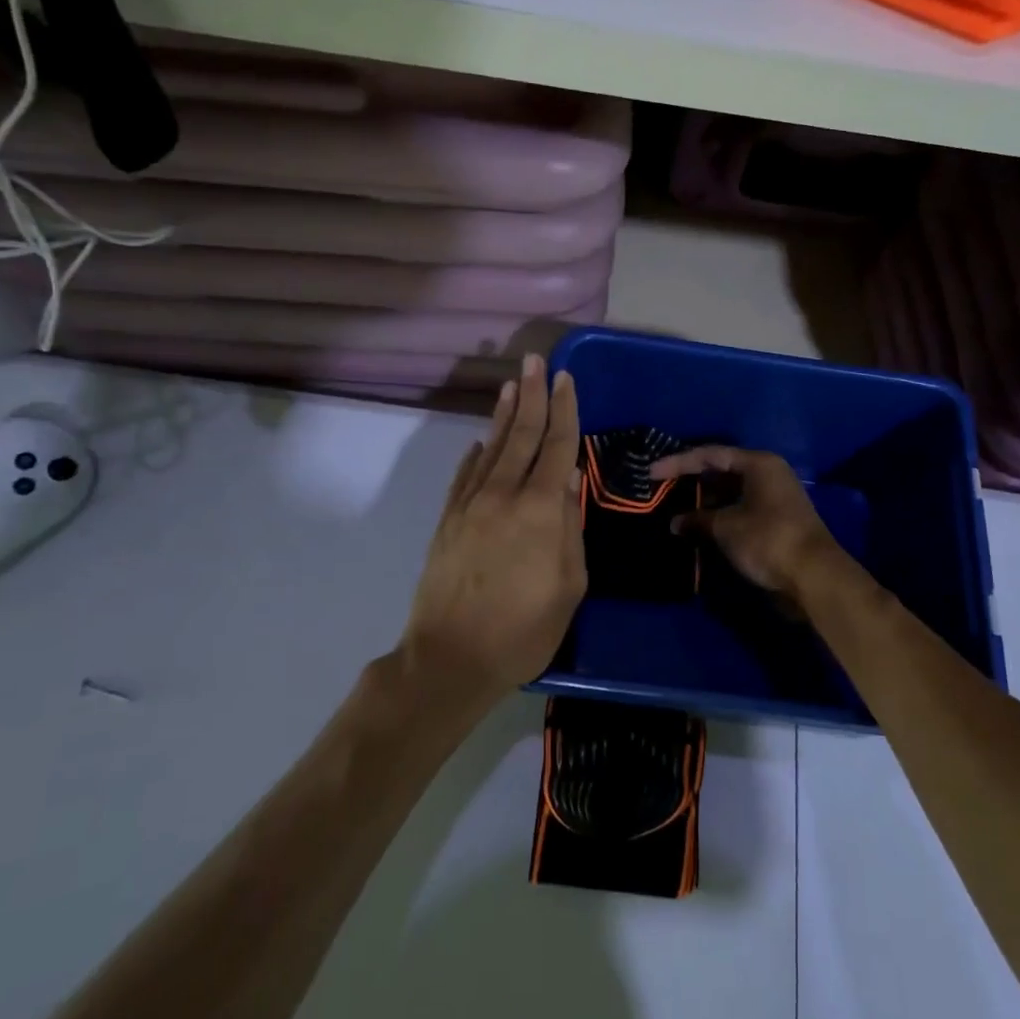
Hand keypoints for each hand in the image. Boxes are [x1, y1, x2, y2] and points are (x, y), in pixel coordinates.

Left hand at [402, 356, 585, 698]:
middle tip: (536, 359)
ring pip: (491, 447)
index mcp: (541, 509)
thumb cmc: (523, 629)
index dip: (564, 410)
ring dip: (504, 414)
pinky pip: (465, 475)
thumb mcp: (569, 586)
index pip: (557, 446)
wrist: (450, 659)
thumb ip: (570, 528)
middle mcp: (504, 495)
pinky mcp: (448, 520)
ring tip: (511, 384)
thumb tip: (569, 482)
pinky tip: (480, 440)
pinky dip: (476, 453)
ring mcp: (470, 505)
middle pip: (521, 434)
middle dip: (532, 394)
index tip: (566, 378)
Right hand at [647, 446, 849, 599]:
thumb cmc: (767, 539)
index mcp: (759, 464)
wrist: (813, 576)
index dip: (678, 463)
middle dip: (692, 480)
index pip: (710, 455)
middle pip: (722, 470)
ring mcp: (773, 498)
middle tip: (662, 489)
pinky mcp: (775, 521)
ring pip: (731, 492)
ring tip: (674, 508)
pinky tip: (698, 526)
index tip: (651, 472)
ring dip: (704, 501)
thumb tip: (676, 522)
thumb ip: (698, 519)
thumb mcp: (726, 527)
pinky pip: (739, 509)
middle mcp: (768, 474)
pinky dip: (718, 515)